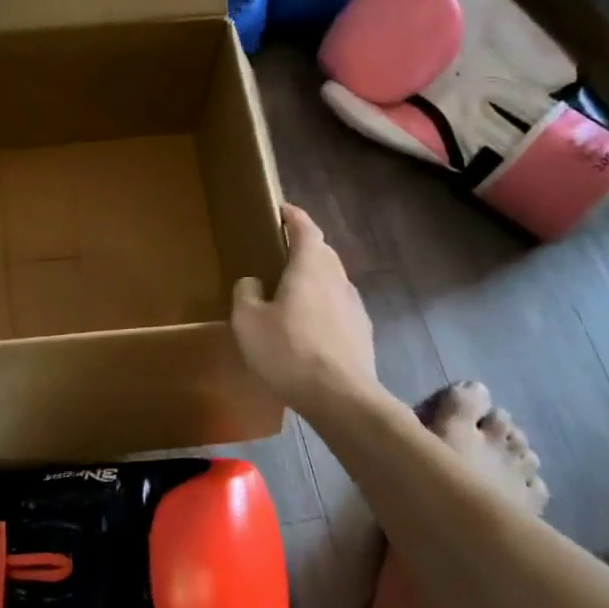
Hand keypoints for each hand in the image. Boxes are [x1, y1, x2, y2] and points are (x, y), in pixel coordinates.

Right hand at [231, 204, 381, 415]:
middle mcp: (337, 279)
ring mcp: (354, 306)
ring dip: (315, 277)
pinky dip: (324, 304)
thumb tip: (253, 283)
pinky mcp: (362, 332)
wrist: (341, 397)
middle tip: (282, 251)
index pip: (306, 229)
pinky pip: (339, 306)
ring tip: (293, 290)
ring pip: (333, 279)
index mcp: (310, 268)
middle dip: (305, 246)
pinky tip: (310, 325)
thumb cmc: (288, 351)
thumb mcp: (247, 322)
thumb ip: (246, 293)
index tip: (282, 210)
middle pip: (323, 252)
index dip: (294, 216)